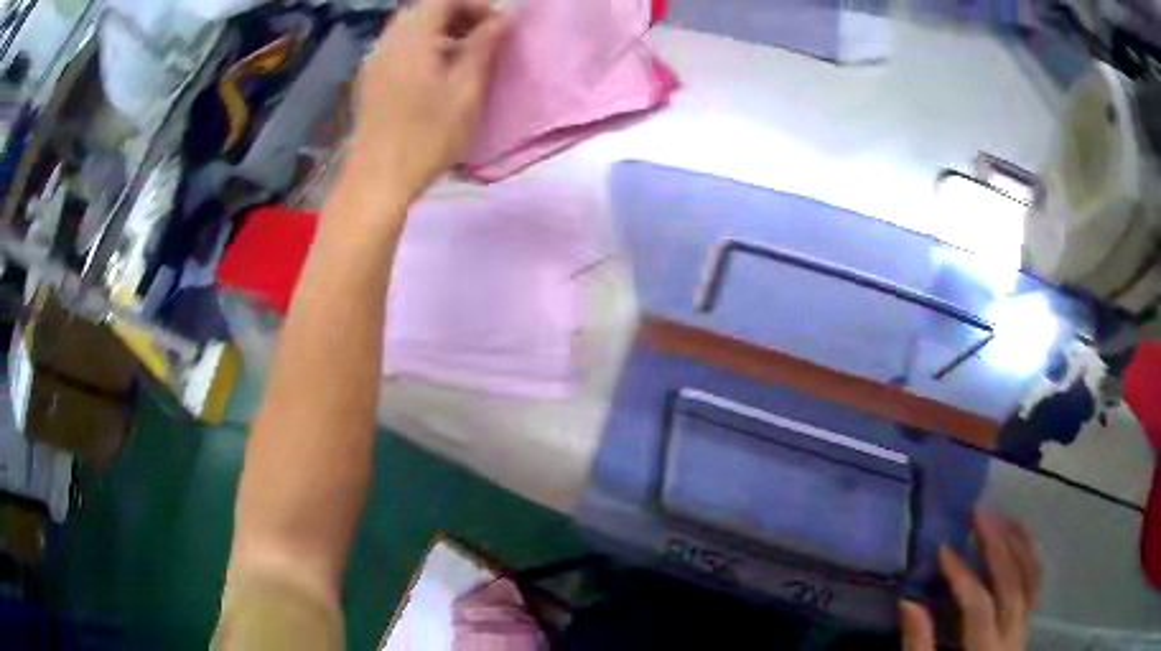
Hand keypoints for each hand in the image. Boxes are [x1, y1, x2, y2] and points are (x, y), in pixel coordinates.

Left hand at [348, 0, 506, 207]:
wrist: (378, 180)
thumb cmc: (427, 137)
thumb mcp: (466, 90)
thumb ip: (483, 47)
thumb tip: (501, 19)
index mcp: (412, 38)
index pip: (443, 0)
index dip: (475, 4)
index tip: (499, 23)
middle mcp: (388, 41)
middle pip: (424, 9)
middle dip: (458, 13)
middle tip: (485, 34)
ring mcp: (375, 60)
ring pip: (410, 27)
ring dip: (440, 29)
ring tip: (465, 52)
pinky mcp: (370, 79)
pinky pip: (398, 46)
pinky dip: (422, 45)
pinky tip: (437, 69)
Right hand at [900, 513, 1041, 650]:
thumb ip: (918, 647)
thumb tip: (909, 602)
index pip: (979, 605)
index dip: (962, 575)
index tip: (943, 549)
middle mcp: (1013, 635)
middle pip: (1011, 584)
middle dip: (996, 546)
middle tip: (978, 515)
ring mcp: (1024, 627)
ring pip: (1031, 577)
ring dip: (1019, 544)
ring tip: (1003, 517)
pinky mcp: (1026, 624)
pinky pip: (1035, 584)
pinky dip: (1030, 557)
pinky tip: (1021, 538)